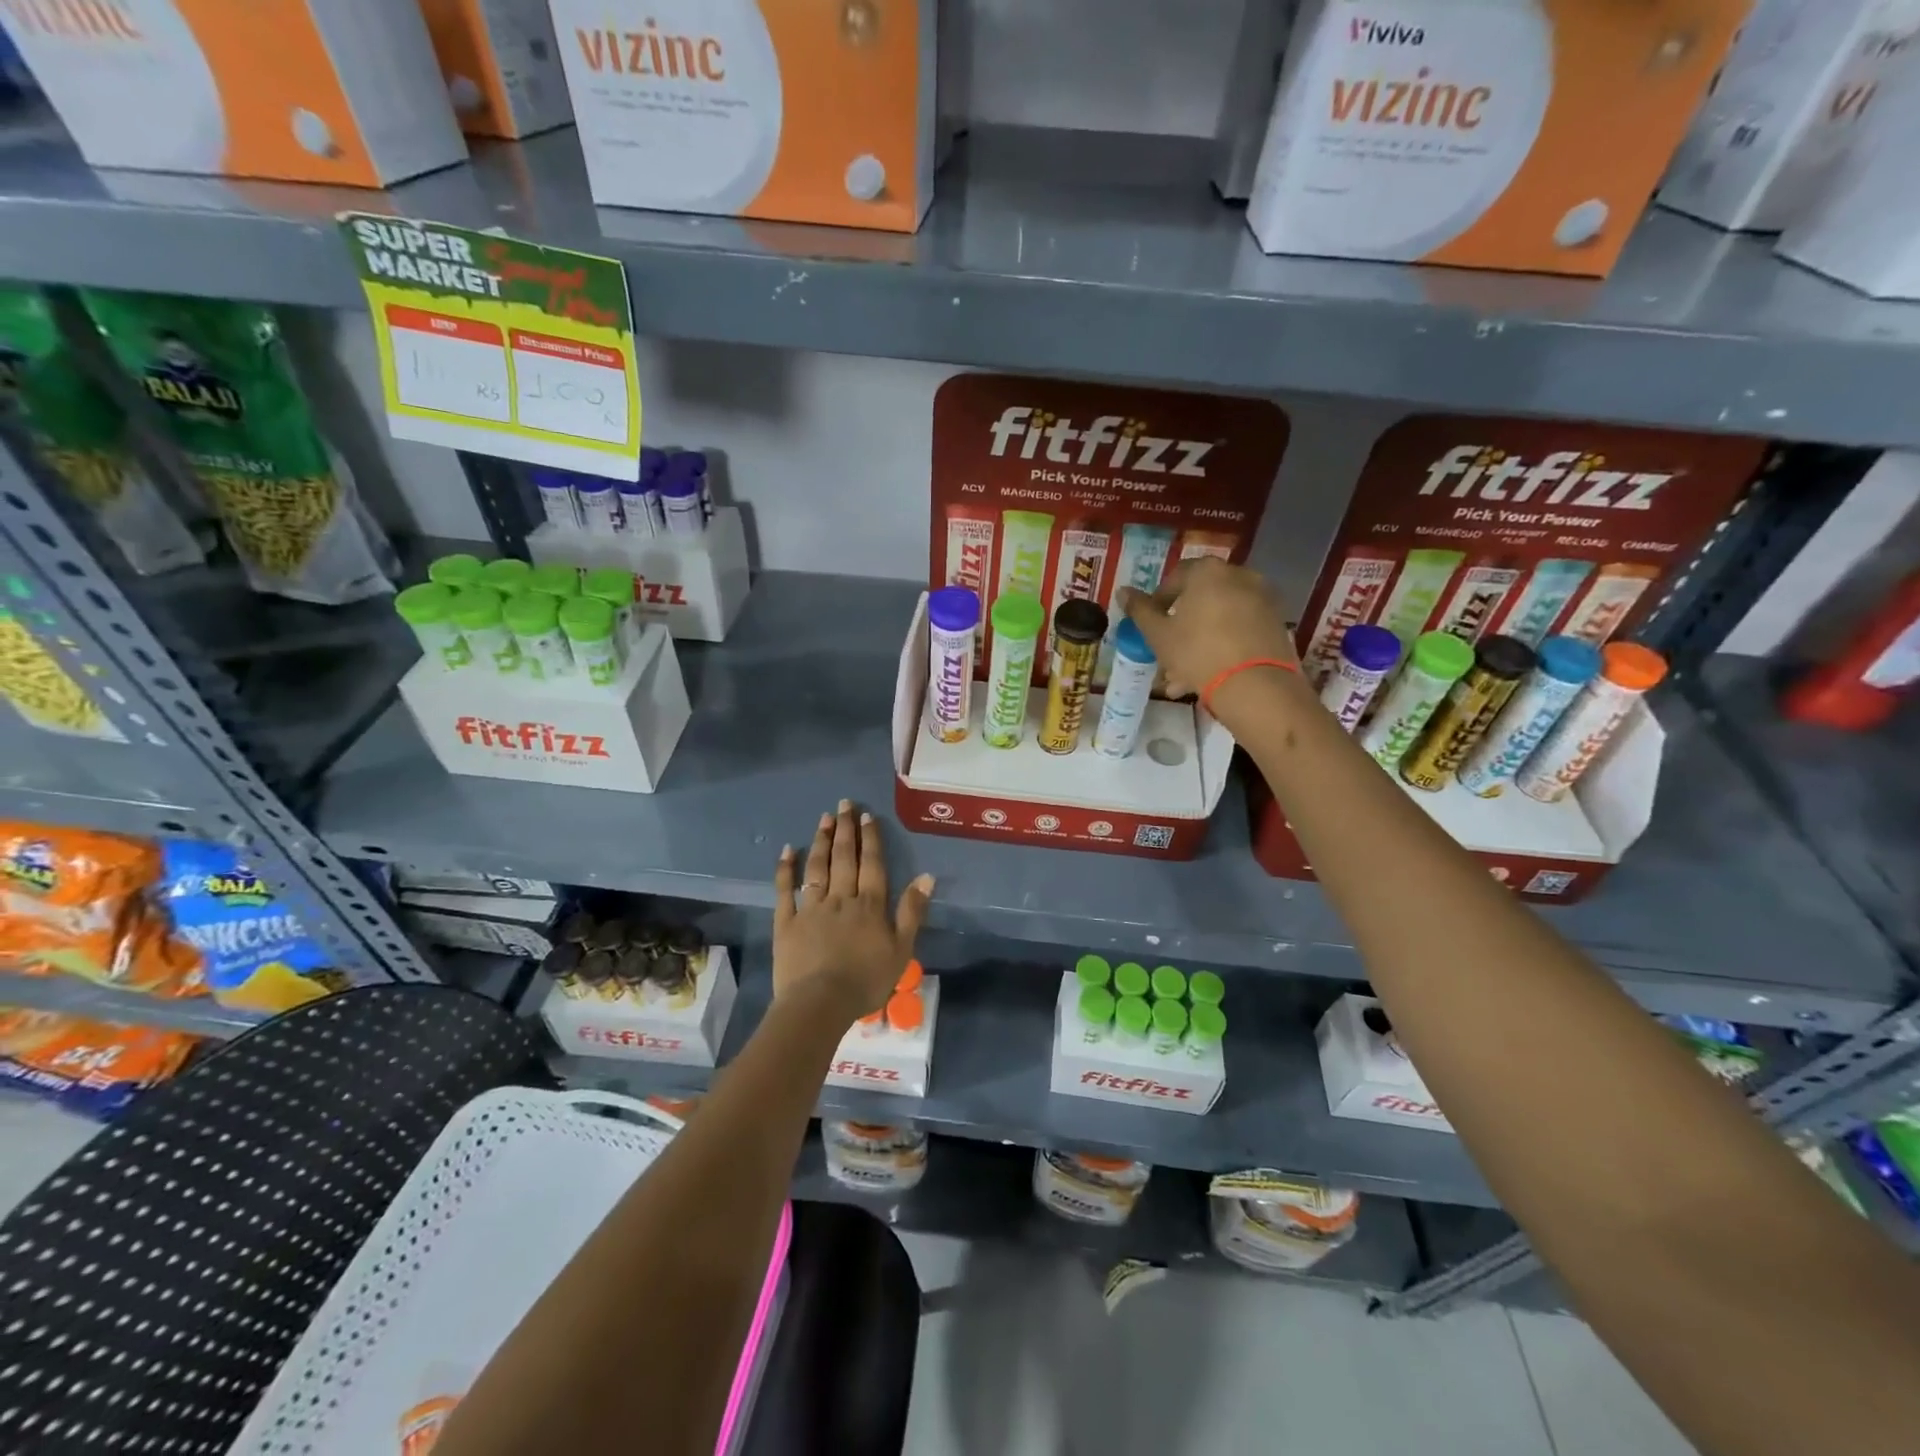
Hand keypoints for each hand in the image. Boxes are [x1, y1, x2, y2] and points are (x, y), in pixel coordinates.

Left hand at [773, 799, 934, 1023]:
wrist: (820, 1003)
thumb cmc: (865, 980)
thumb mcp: (902, 949)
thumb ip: (912, 911)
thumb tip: (926, 876)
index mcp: (870, 905)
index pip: (872, 864)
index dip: (871, 839)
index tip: (868, 816)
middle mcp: (841, 898)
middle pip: (844, 858)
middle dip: (846, 829)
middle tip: (844, 804)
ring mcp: (811, 908)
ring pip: (817, 867)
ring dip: (821, 841)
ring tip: (824, 819)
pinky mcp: (786, 922)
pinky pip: (785, 890)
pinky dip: (786, 869)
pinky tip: (788, 850)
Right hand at [1119, 558, 1296, 702]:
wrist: (1255, 685)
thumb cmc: (1197, 653)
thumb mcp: (1159, 635)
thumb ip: (1140, 611)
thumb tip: (1122, 591)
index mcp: (1207, 572)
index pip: (1176, 577)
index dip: (1159, 601)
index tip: (1152, 624)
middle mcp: (1239, 576)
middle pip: (1201, 599)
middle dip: (1182, 625)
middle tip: (1168, 652)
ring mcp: (1262, 599)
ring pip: (1220, 618)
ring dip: (1200, 640)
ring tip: (1184, 675)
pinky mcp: (1277, 623)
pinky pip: (1240, 630)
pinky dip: (1224, 645)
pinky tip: (1209, 675)